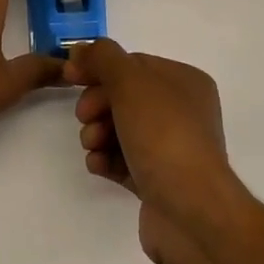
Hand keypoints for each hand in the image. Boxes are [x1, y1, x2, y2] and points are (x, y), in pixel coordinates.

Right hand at [63, 39, 247, 263]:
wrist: (192, 214)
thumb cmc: (164, 135)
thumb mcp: (130, 82)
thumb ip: (103, 58)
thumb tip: (81, 50)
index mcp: (185, 81)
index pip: (133, 64)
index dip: (100, 68)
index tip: (71, 78)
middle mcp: (183, 112)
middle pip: (125, 96)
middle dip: (98, 104)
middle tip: (84, 117)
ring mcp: (172, 149)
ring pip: (122, 129)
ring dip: (98, 133)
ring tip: (92, 146)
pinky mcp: (159, 183)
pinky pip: (125, 161)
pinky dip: (107, 159)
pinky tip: (97, 165)